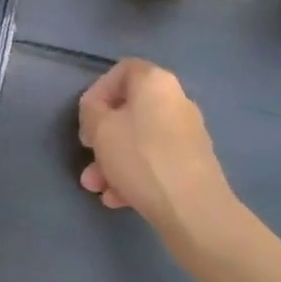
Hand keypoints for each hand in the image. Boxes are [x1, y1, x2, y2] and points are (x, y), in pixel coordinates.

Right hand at [78, 60, 236, 239]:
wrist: (194, 210)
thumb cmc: (141, 157)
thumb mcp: (100, 129)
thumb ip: (91, 111)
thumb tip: (98, 111)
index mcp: (155, 82)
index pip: (121, 71)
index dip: (98, 91)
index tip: (86, 117)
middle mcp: (175, 100)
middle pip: (129, 110)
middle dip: (102, 136)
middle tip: (88, 153)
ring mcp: (187, 133)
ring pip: (139, 140)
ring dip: (113, 160)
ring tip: (96, 187)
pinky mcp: (193, 163)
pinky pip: (155, 160)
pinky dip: (134, 174)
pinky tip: (117, 199)